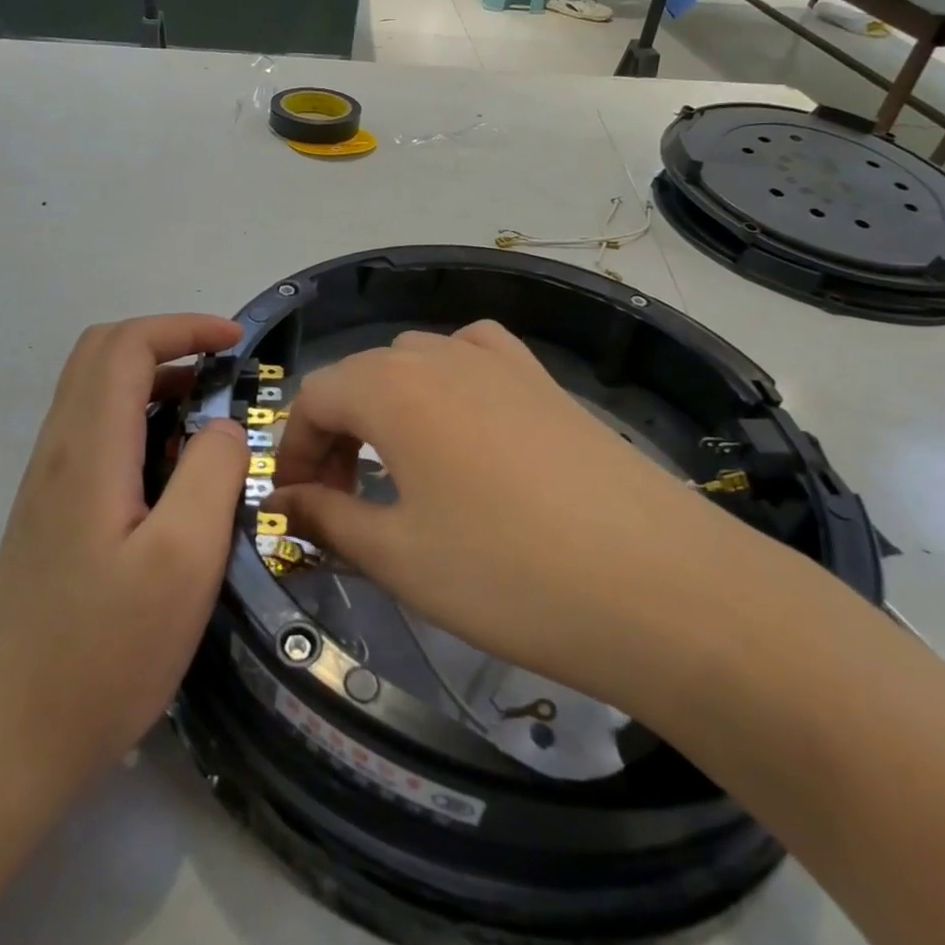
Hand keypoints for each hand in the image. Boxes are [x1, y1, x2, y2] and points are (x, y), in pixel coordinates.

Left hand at [0, 314, 247, 799]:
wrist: (10, 736)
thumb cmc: (105, 650)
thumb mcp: (184, 560)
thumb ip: (212, 473)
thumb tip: (225, 426)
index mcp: (89, 449)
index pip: (126, 345)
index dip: (183, 328)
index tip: (237, 344)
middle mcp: (59, 450)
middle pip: (101, 354)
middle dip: (167, 342)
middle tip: (224, 370)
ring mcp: (48, 481)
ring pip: (95, 391)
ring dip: (153, 380)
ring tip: (210, 416)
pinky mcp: (51, 511)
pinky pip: (94, 432)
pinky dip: (139, 418)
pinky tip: (173, 468)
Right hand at [270, 320, 732, 706]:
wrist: (662, 588)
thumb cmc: (507, 575)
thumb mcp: (398, 557)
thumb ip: (327, 518)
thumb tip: (282, 503)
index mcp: (393, 387)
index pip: (315, 397)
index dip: (292, 450)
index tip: (294, 506)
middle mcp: (442, 356)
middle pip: (362, 376)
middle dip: (336, 434)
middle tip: (342, 501)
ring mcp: (503, 363)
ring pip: (417, 362)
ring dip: (388, 407)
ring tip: (398, 468)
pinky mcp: (548, 383)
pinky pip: (478, 358)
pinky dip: (450, 382)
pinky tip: (464, 425)